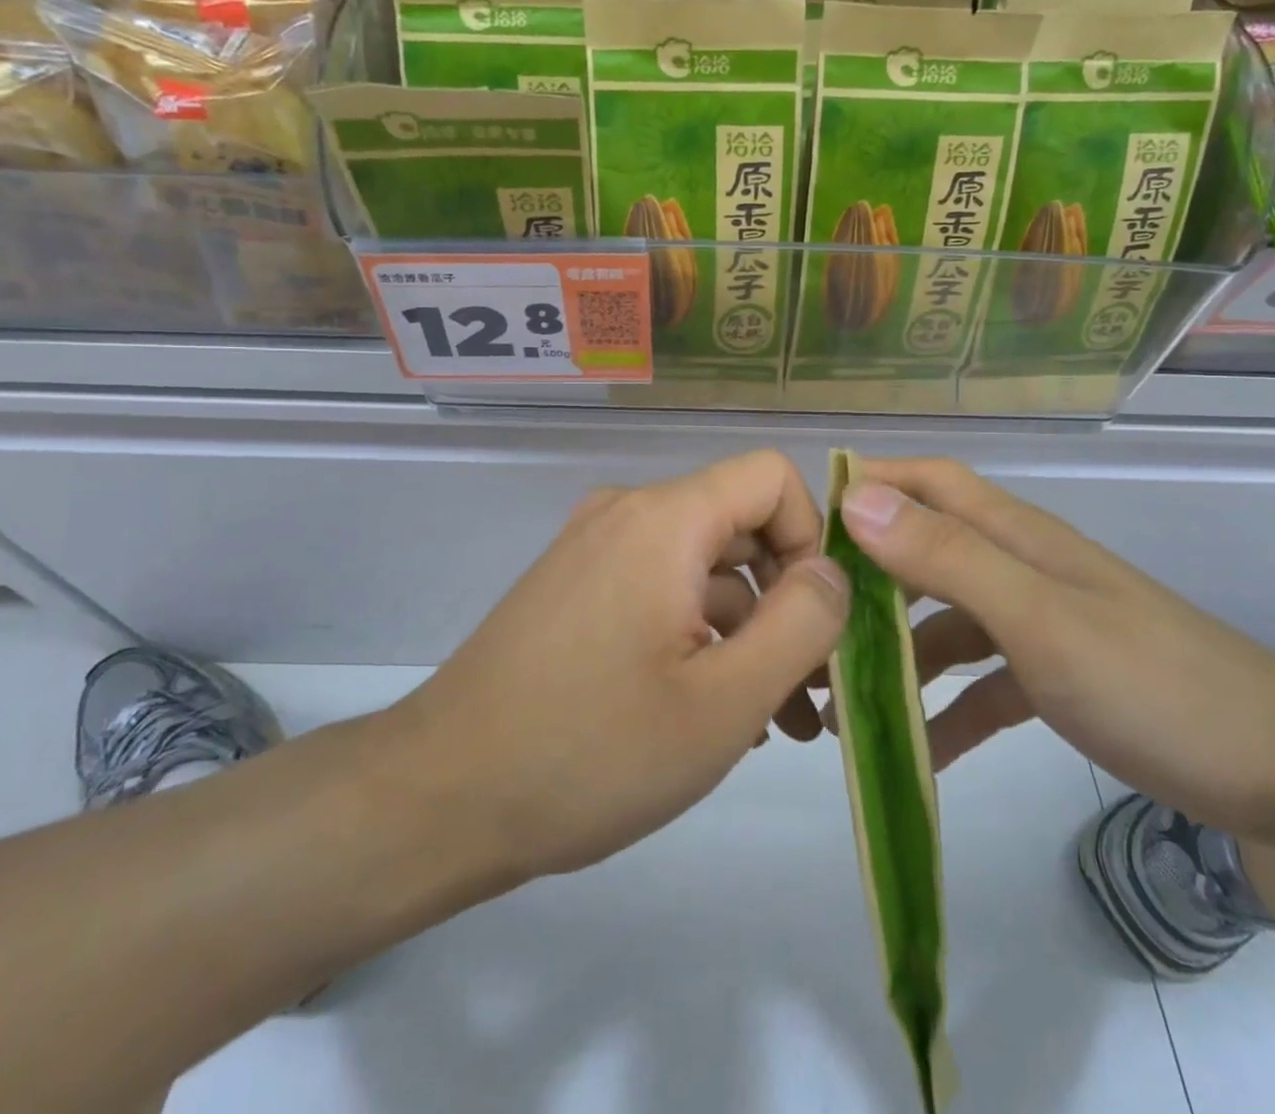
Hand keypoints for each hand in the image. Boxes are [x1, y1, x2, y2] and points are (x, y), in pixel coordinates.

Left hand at [384, 450, 848, 885]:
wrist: (441, 798)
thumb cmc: (592, 751)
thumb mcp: (724, 701)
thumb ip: (801, 624)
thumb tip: (833, 572)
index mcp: (664, 519)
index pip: (771, 477)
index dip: (812, 538)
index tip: (820, 621)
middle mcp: (628, 515)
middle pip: (740, 526)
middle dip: (788, 601)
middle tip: (813, 691)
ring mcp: (596, 552)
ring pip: (704, 569)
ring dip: (748, 633)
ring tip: (775, 724)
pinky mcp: (577, 590)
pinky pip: (662, 592)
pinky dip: (700, 638)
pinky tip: (714, 715)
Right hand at [837, 457, 1274, 836]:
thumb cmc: (1152, 684)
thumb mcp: (1039, 618)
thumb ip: (947, 557)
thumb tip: (856, 499)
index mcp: (1013, 535)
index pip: (926, 481)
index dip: (867, 485)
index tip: (803, 524)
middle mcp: (1018, 565)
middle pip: (923, 551)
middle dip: (864, 580)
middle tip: (809, 623)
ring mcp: (1036, 621)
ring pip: (943, 621)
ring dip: (895, 654)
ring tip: (842, 702)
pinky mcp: (1053, 675)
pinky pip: (979, 682)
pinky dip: (945, 709)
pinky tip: (917, 753)